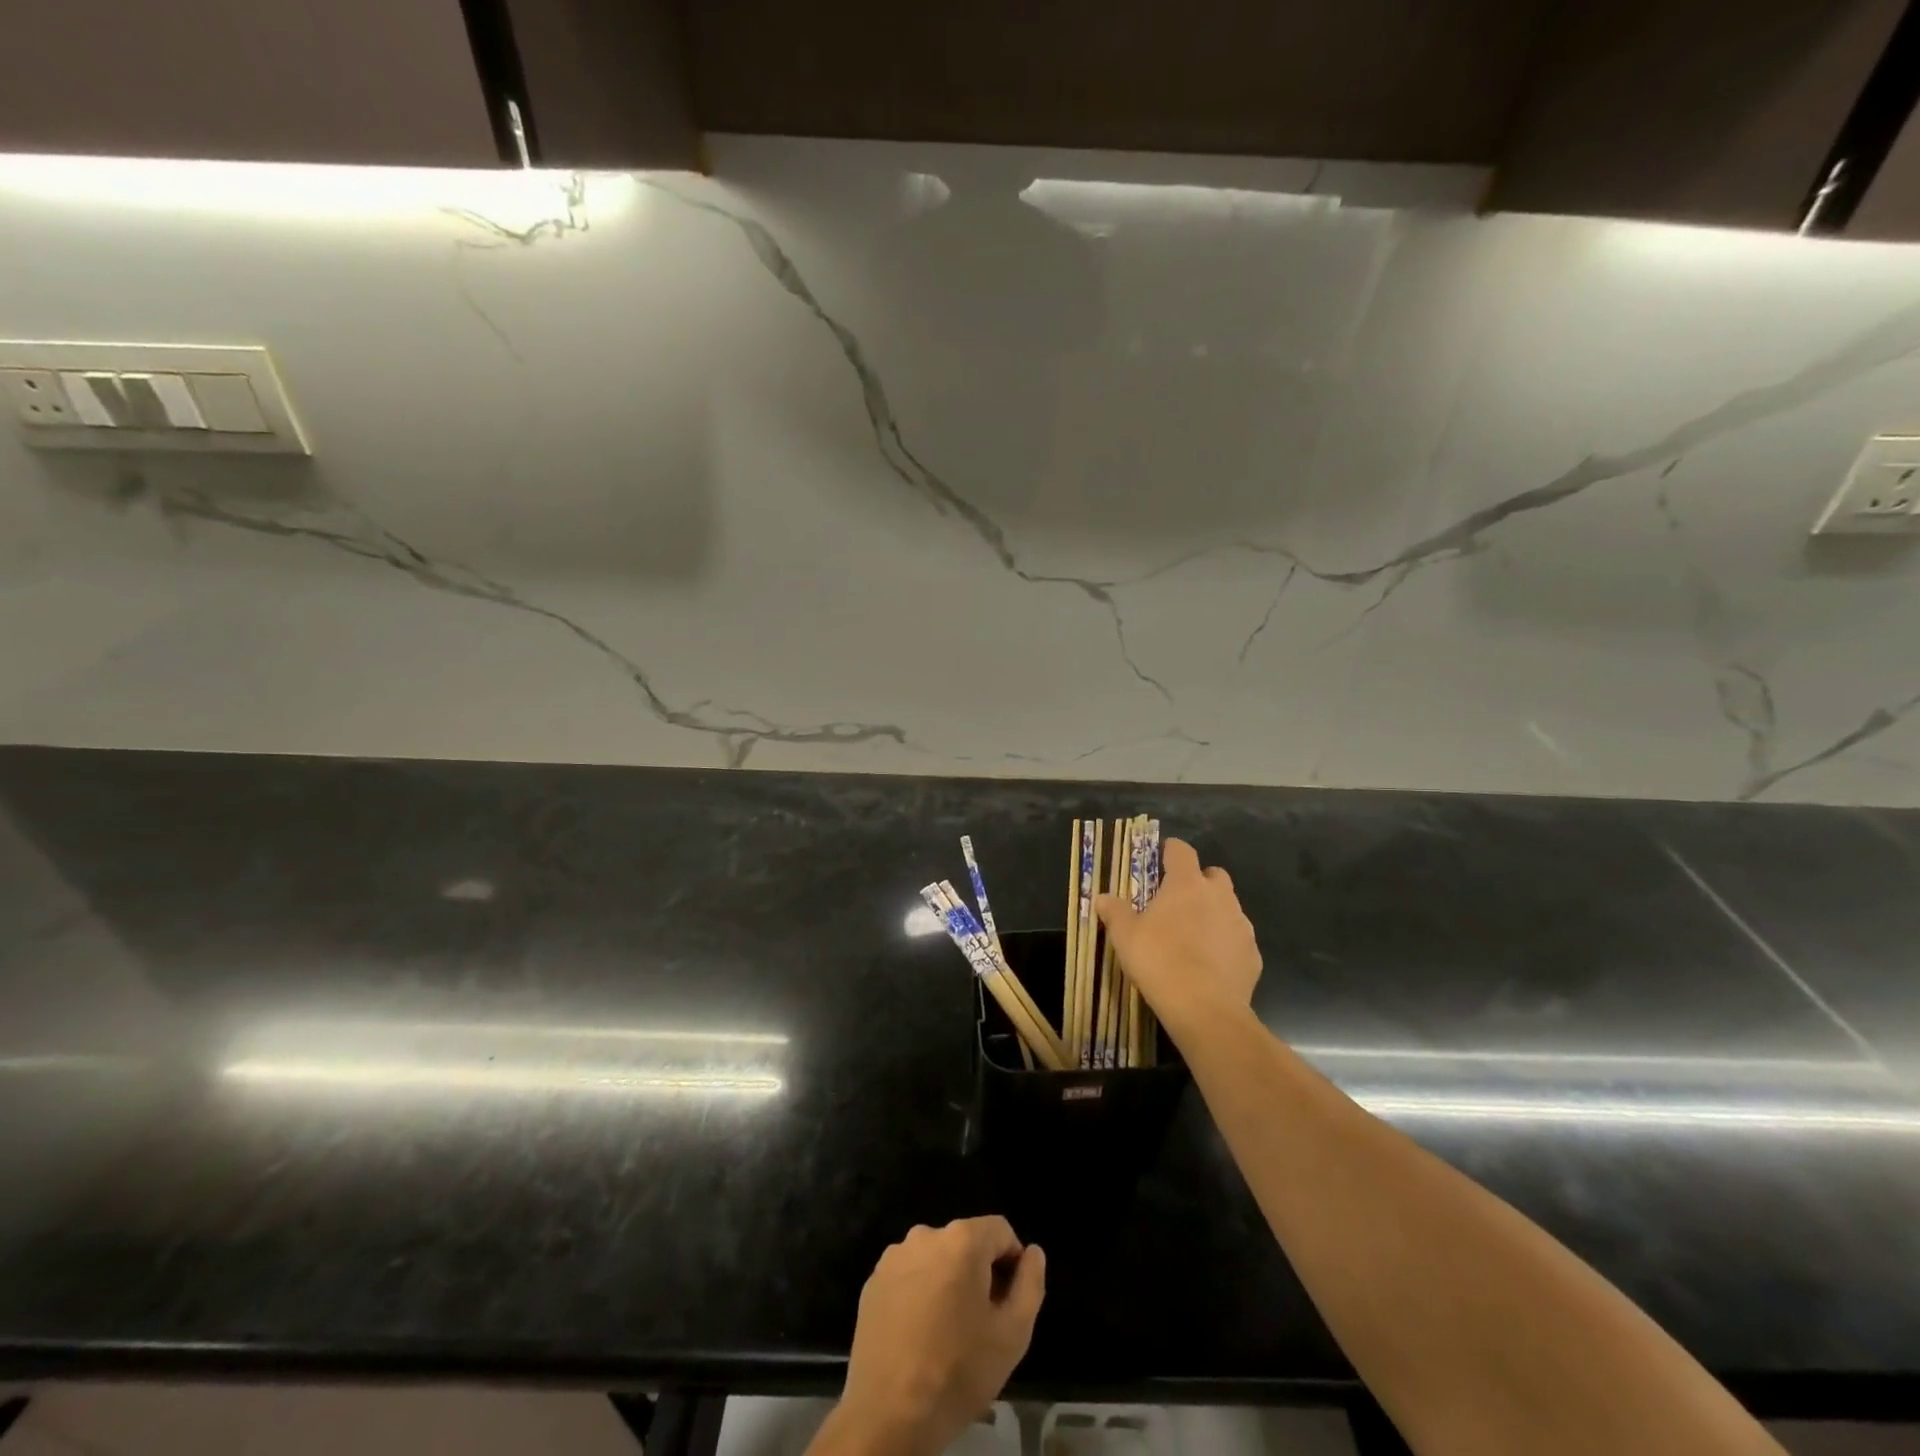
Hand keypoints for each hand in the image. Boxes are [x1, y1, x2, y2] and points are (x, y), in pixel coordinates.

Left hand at [813, 1217, 1045, 1455]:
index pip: (1000, 1231)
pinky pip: (909, 1276)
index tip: (1008, 1303)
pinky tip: (919, 1335)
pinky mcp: (872, 1282)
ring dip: (948, 1283)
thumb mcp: (1012, 1335)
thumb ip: (1030, 1285)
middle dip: (979, 1275)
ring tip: (948, 1333)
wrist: (888, 1416)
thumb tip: (1033, 1253)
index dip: (1012, 1263)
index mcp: (962, 1240)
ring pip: (936, 1260)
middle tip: (980, 1324)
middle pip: (966, 1244)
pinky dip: (919, 1294)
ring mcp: (894, 1257)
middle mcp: (925, 1235)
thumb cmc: (957, 1372)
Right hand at [1096, 837, 1260, 1040]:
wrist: (1205, 1009)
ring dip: (1213, 913)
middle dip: (1198, 882)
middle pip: (1213, 875)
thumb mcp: (1125, 936)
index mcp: (1186, 884)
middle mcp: (1219, 896)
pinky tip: (1210, 965)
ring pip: (1228, 906)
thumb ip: (1114, 911)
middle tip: (1177, 902)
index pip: (1181, 851)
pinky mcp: (1253, 954)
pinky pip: (1237, 939)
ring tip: (1192, 937)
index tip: (1160, 860)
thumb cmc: (1159, 961)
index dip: (1170, 851)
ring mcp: (1241, 924)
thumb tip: (1102, 897)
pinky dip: (1225, 944)